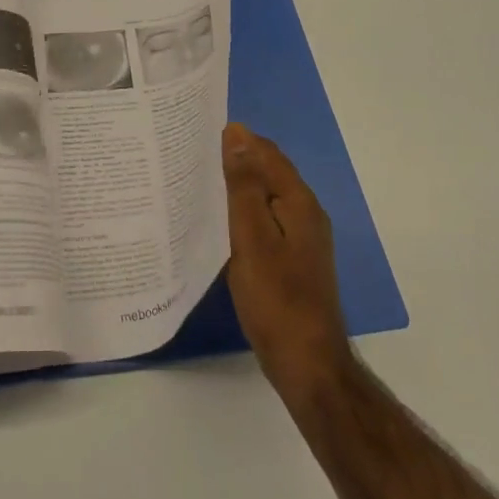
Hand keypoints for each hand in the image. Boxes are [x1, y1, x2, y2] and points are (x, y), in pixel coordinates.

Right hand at [223, 123, 353, 401]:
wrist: (306, 364)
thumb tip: (237, 134)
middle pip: (269, 173)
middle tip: (192, 156)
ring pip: (266, 198)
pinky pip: (265, 221)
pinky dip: (243, 212)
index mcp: (298, 202)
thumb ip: (244, 185)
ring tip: (198, 184)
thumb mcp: (252, 236)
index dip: (237, 140)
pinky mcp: (293, 261)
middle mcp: (305, 214)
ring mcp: (302, 240)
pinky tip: (219, 223)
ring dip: (238, 187)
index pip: (267, 153)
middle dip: (236, 160)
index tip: (198, 133)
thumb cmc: (276, 298)